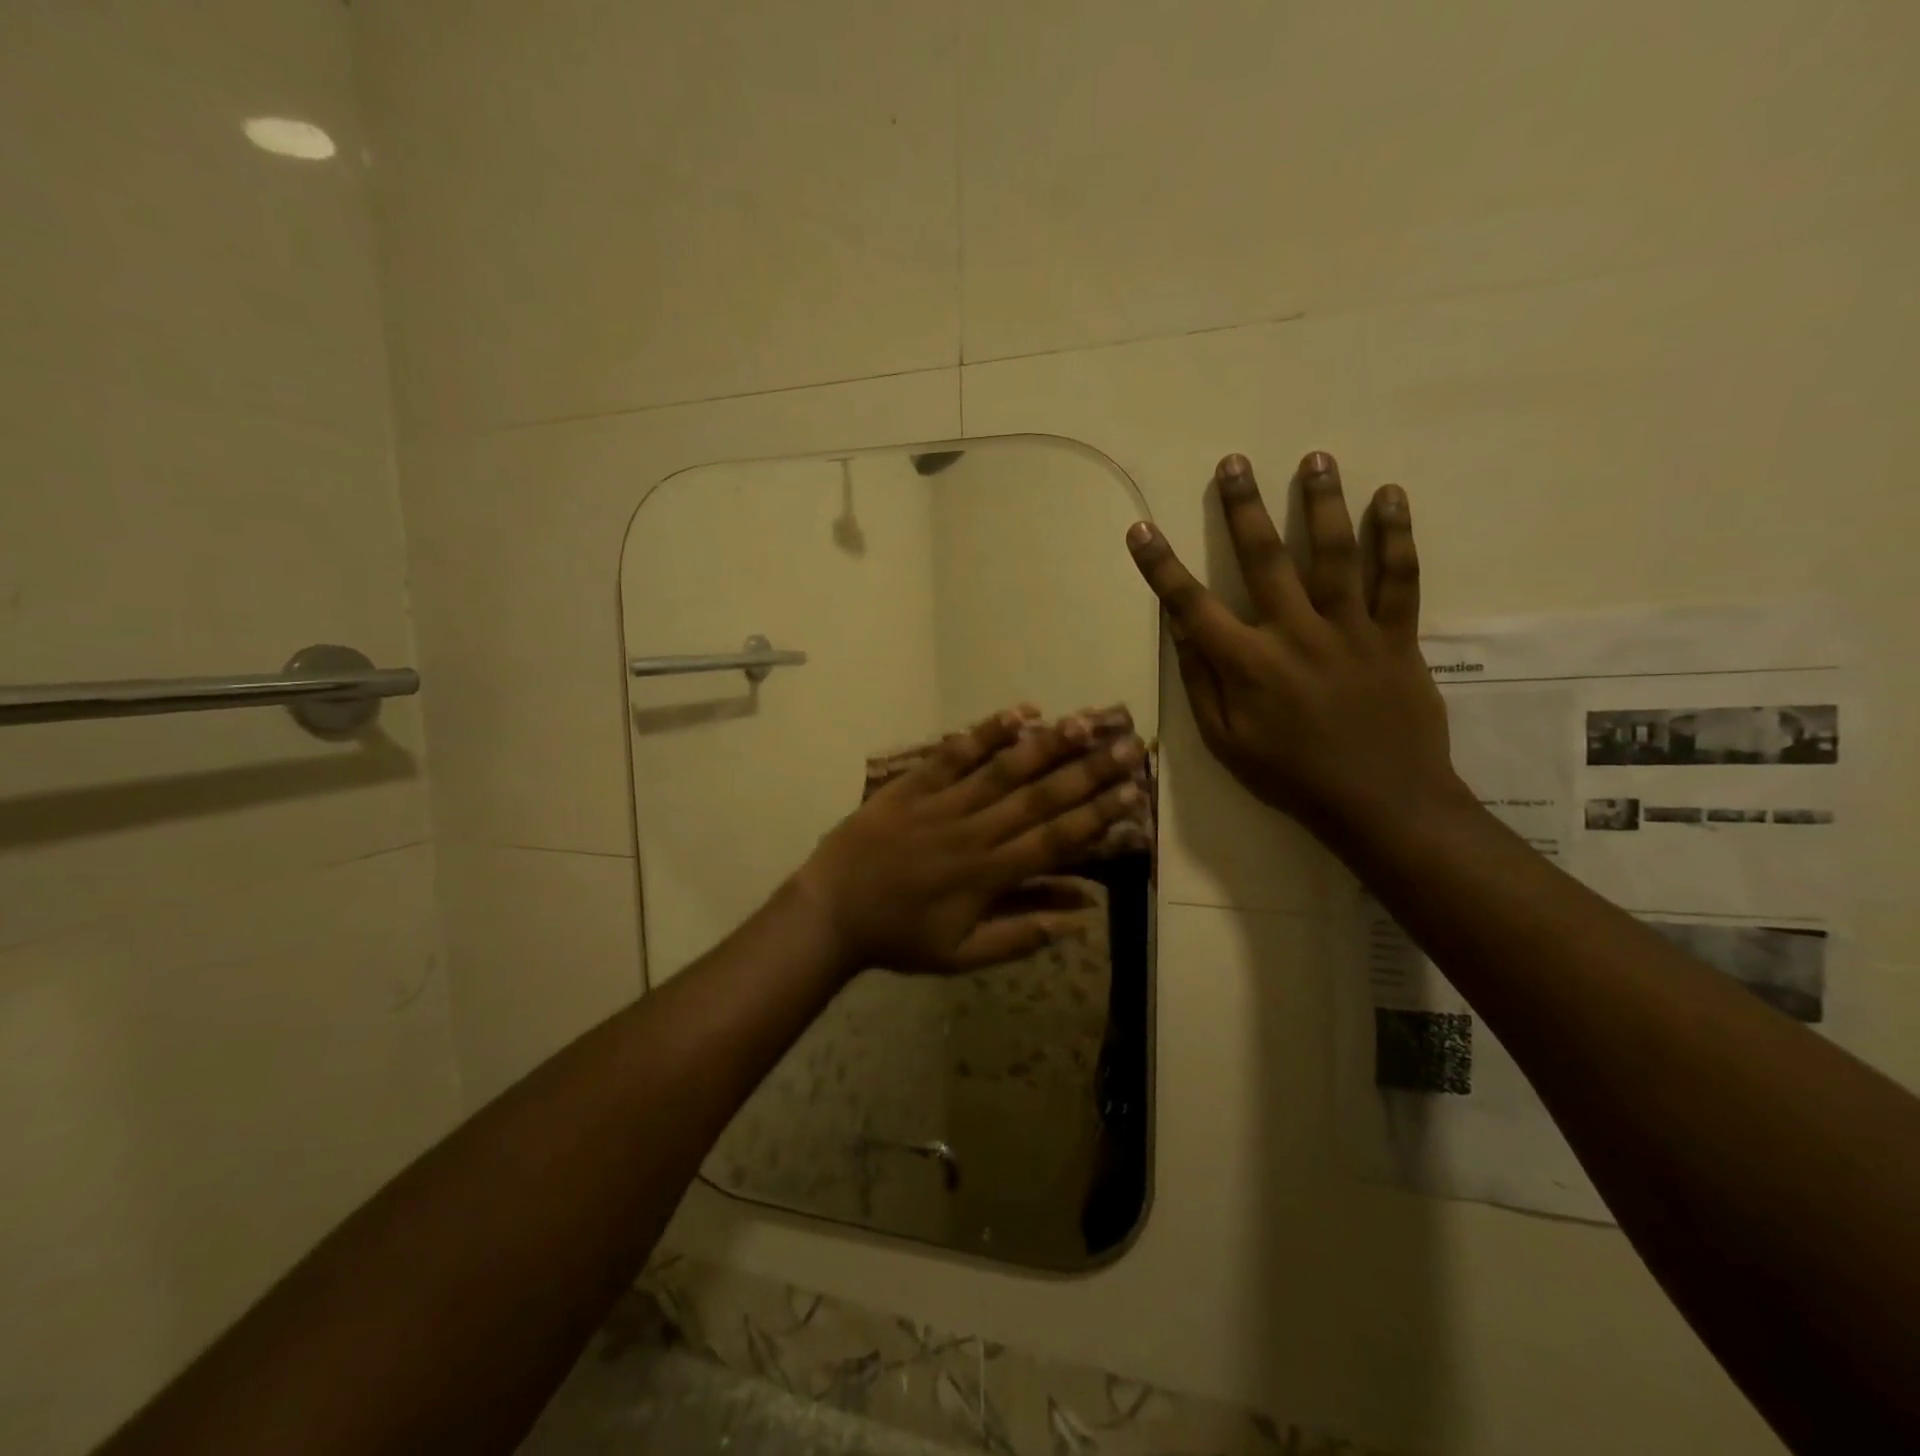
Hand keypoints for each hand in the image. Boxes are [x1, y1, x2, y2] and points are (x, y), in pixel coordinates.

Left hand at [793, 707, 1145, 975]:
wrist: (831, 912)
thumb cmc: (899, 937)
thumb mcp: (962, 955)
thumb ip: (1021, 934)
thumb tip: (1080, 914)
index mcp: (989, 875)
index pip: (1056, 839)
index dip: (1098, 815)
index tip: (1133, 792)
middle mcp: (974, 833)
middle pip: (1040, 798)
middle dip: (1088, 772)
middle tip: (1128, 746)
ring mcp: (942, 805)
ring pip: (1003, 770)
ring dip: (1047, 745)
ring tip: (1084, 722)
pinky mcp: (912, 786)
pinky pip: (953, 755)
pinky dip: (985, 733)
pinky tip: (1018, 713)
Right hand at [1125, 451, 1465, 847]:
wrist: (1382, 803)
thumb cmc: (1292, 777)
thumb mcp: (1226, 743)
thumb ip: (1200, 684)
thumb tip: (1179, 631)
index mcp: (1247, 665)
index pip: (1191, 605)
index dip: (1161, 566)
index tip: (1141, 530)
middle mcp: (1295, 635)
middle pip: (1265, 559)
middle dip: (1244, 508)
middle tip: (1234, 463)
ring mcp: (1351, 631)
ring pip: (1335, 555)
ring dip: (1322, 502)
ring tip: (1315, 457)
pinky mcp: (1396, 637)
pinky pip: (1400, 579)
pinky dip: (1397, 536)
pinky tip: (1391, 496)